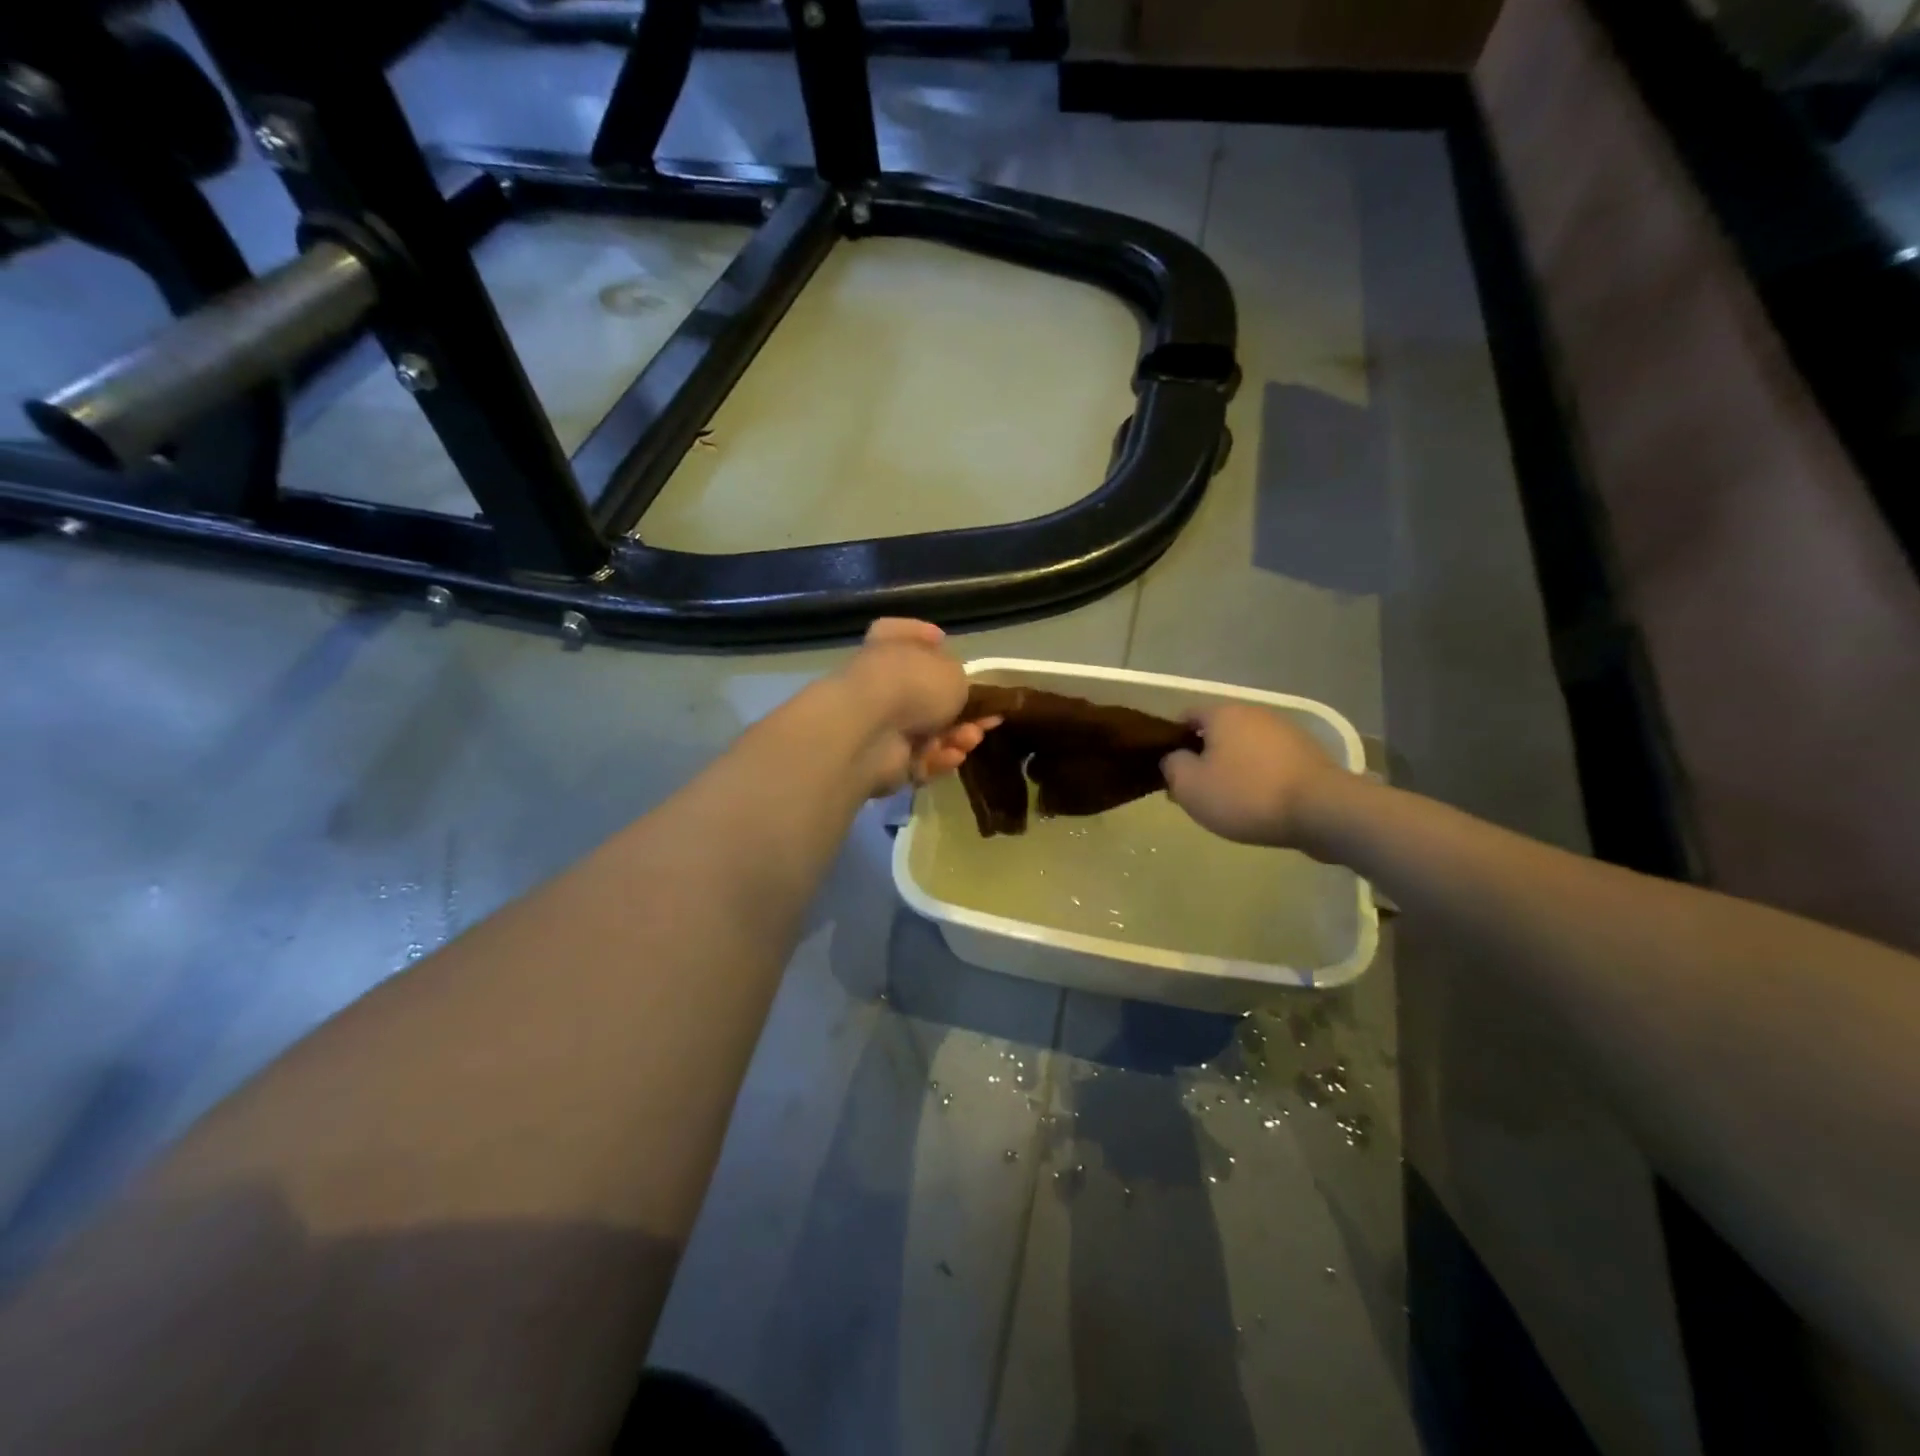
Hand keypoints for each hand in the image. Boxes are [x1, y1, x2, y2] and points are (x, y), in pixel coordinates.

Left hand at [836, 619, 1000, 795]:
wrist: (870, 731)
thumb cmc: (912, 684)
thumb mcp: (952, 671)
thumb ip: (958, 678)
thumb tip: (955, 691)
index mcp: (888, 649)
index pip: (898, 633)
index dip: (920, 635)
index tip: (942, 640)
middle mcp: (881, 684)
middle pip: (925, 694)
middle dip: (961, 709)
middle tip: (988, 716)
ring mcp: (880, 725)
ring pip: (929, 731)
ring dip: (957, 736)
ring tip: (972, 738)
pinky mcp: (883, 761)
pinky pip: (920, 758)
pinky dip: (939, 758)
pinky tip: (955, 755)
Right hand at [1160, 704, 1344, 847]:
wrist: (1321, 810)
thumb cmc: (1246, 794)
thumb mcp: (1190, 787)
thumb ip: (1172, 767)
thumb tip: (1174, 758)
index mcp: (1222, 713)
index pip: (1187, 717)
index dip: (1173, 741)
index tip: (1172, 770)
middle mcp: (1254, 713)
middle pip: (1218, 732)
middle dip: (1205, 757)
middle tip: (1198, 790)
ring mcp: (1285, 731)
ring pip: (1246, 747)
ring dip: (1235, 767)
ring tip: (1231, 801)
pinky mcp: (1309, 753)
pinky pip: (1271, 762)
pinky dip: (1261, 776)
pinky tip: (1261, 803)